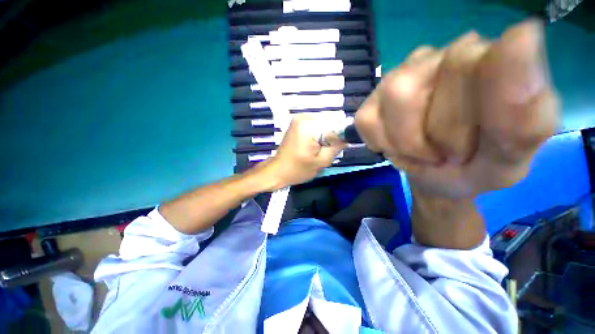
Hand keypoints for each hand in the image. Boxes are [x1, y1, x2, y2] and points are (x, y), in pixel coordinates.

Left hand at [260, 114, 344, 188]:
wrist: (277, 171)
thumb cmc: (297, 169)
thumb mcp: (322, 161)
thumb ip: (337, 146)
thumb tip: (347, 136)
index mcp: (309, 125)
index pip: (336, 121)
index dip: (341, 134)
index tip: (339, 146)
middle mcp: (303, 116)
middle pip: (330, 120)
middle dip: (333, 134)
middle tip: (327, 149)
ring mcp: (299, 118)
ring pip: (324, 122)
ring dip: (326, 134)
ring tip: (320, 148)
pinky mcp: (297, 123)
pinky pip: (316, 124)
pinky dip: (319, 133)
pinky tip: (315, 145)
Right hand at [355, 20, 558, 198]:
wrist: (438, 176)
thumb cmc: (478, 166)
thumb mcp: (510, 157)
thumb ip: (524, 111)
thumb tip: (525, 32)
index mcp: (490, 59)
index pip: (474, 62)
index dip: (465, 115)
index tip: (469, 147)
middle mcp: (441, 54)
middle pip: (425, 85)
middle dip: (435, 136)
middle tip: (448, 153)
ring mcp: (400, 75)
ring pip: (394, 98)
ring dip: (406, 141)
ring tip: (422, 151)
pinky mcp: (371, 102)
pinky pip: (367, 120)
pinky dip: (382, 143)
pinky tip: (398, 146)